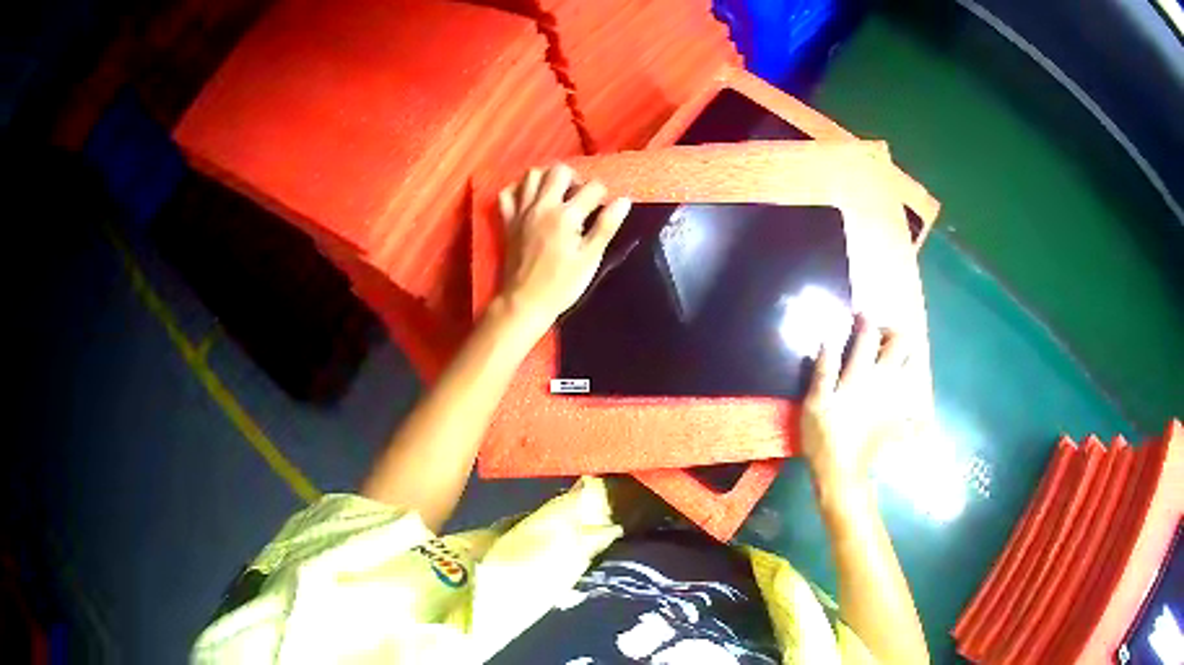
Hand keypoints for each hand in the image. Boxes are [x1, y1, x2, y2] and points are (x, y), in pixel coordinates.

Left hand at [496, 164, 631, 330]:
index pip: (593, 187)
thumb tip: (624, 201)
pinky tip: (530, 199)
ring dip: (547, 178)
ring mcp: (521, 211)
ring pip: (532, 174)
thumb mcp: (590, 258)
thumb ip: (606, 226)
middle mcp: (542, 206)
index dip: (603, 195)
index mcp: (566, 215)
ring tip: (557, 194)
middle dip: (575, 178)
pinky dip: (519, 189)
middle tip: (580, 198)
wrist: (524, 301)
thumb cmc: (562, 284)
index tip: (603, 210)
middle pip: (560, 170)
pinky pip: (507, 192)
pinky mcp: (507, 220)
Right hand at [800, 315, 910, 498]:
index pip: (868, 334)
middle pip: (901, 342)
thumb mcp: (814, 404)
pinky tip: (905, 395)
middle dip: (892, 331)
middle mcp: (884, 379)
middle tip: (879, 337)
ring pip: (915, 364)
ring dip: (907, 355)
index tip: (859, 316)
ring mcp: (897, 397)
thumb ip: (823, 371)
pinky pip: (917, 398)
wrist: (843, 473)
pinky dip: (914, 392)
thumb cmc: (823, 438)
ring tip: (894, 359)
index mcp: (860, 374)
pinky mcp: (901, 415)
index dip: (865, 319)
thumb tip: (827, 340)